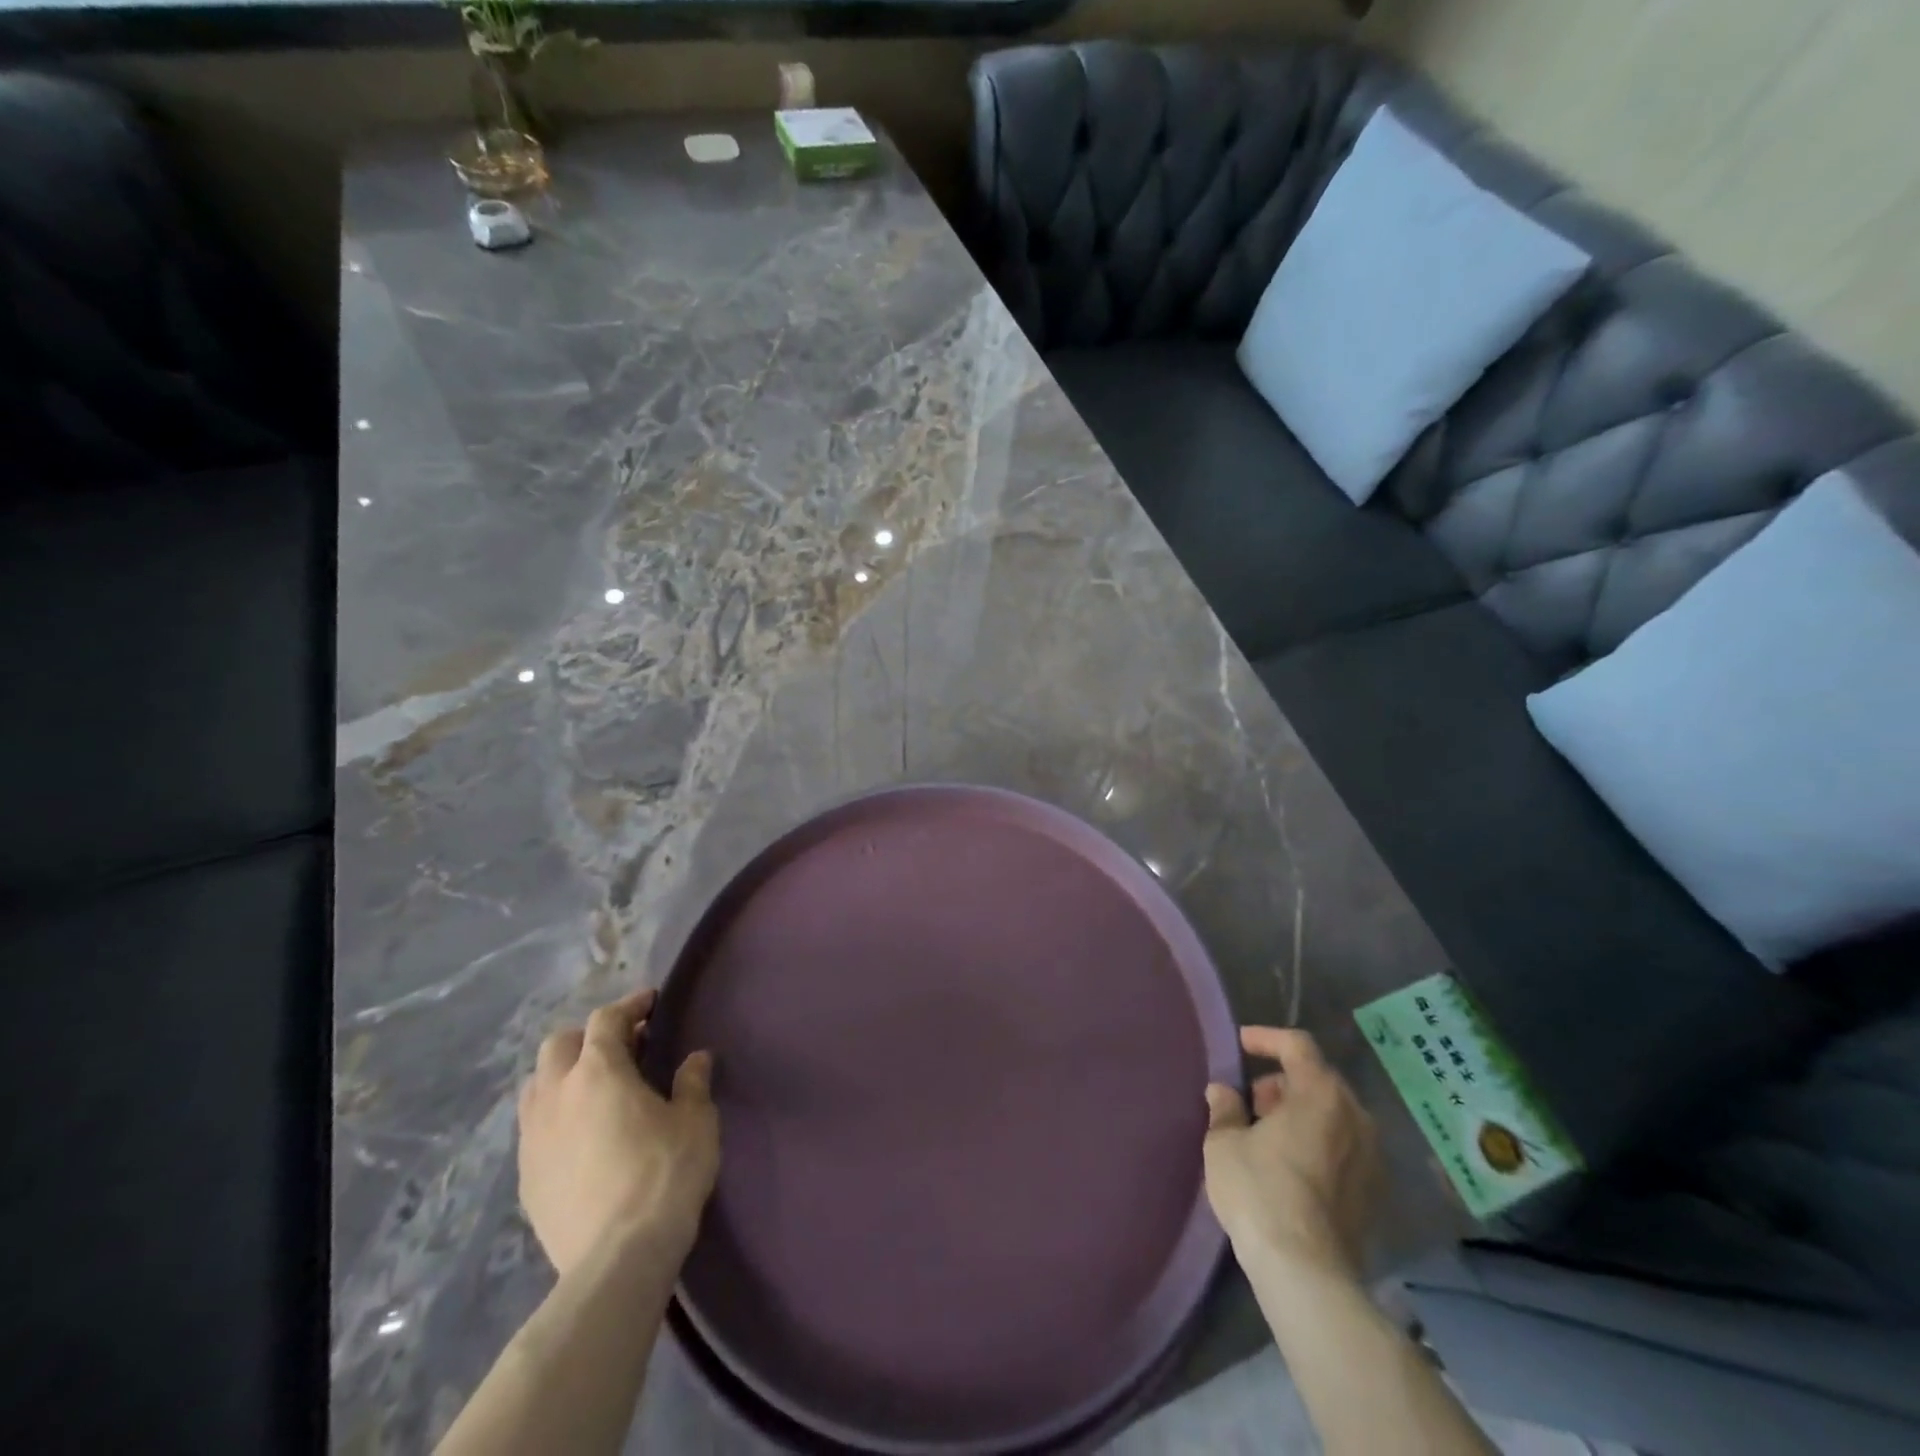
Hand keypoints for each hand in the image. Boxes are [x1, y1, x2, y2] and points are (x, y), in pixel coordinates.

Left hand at [518, 987, 718, 1275]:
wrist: (617, 1258)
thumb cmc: (665, 1174)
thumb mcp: (696, 1121)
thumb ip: (692, 1083)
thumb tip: (695, 1058)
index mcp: (599, 1071)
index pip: (606, 1020)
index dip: (629, 1005)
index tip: (650, 1002)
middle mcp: (556, 1094)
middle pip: (559, 1045)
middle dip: (589, 1037)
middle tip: (622, 1046)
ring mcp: (534, 1138)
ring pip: (537, 1086)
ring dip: (563, 1074)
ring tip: (595, 1088)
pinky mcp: (526, 1177)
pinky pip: (534, 1128)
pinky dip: (556, 1116)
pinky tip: (581, 1135)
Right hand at [1203, 1027, 1379, 1280]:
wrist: (1306, 1273)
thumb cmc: (1260, 1192)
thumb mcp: (1224, 1142)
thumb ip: (1224, 1108)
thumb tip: (1222, 1091)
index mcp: (1321, 1094)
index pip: (1298, 1045)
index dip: (1267, 1038)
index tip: (1241, 1044)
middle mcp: (1355, 1117)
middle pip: (1318, 1079)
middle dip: (1282, 1082)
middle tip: (1250, 1102)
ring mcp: (1371, 1156)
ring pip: (1333, 1114)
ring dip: (1300, 1113)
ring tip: (1266, 1134)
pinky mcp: (1375, 1192)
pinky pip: (1344, 1147)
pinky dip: (1318, 1141)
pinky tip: (1290, 1166)